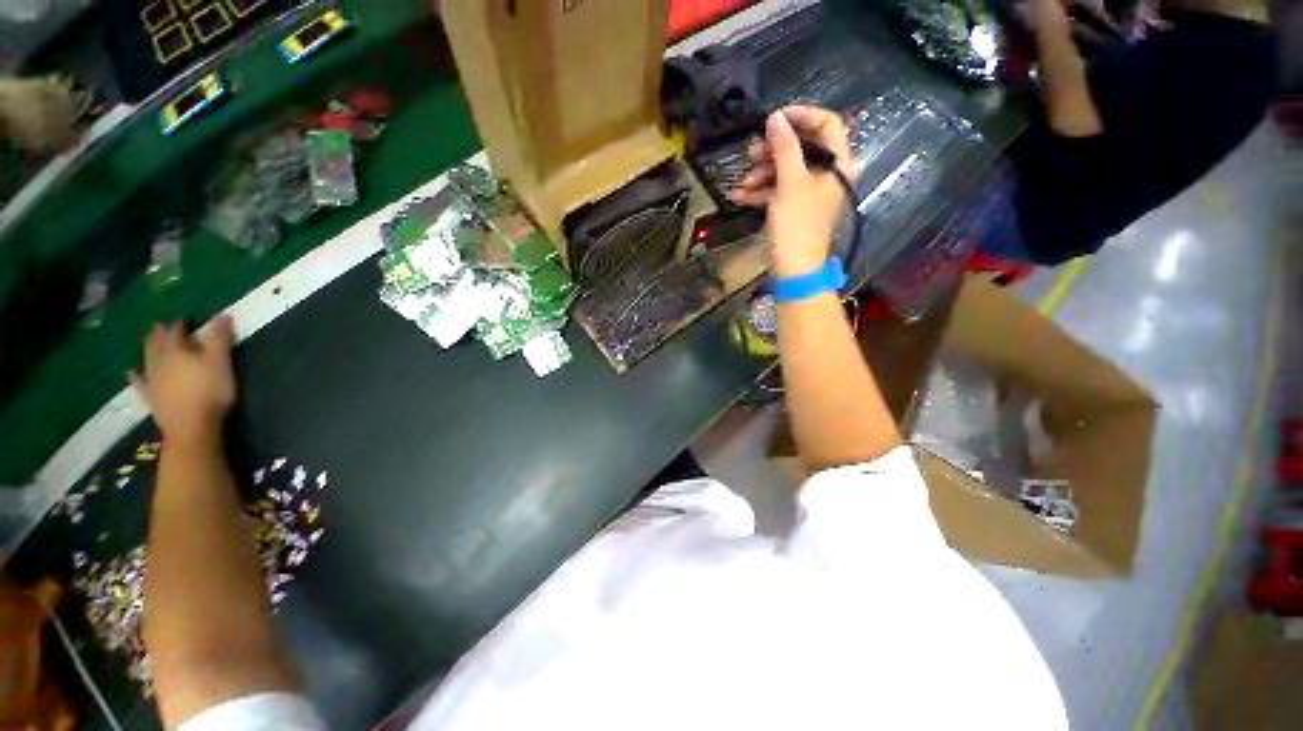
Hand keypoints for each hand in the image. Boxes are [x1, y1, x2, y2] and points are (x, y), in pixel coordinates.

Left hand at [129, 316, 236, 444]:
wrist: (191, 425)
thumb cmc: (210, 391)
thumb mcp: (221, 362)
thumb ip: (220, 339)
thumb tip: (222, 315)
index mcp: (177, 351)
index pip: (176, 332)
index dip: (180, 325)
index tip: (185, 319)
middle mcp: (160, 361)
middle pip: (157, 344)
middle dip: (158, 334)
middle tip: (158, 326)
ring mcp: (152, 380)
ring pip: (147, 359)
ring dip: (147, 349)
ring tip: (147, 341)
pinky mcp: (150, 396)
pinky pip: (139, 382)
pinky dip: (135, 376)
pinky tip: (131, 372)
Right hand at [730, 106, 854, 277]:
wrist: (793, 270)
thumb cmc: (797, 226)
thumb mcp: (790, 183)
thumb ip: (784, 148)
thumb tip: (776, 118)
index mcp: (837, 164)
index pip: (827, 124)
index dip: (802, 116)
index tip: (774, 118)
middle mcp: (826, 174)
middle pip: (801, 148)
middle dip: (773, 150)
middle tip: (751, 153)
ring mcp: (808, 193)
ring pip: (785, 170)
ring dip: (761, 174)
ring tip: (743, 182)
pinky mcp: (793, 209)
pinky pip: (777, 191)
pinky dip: (760, 192)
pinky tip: (740, 195)